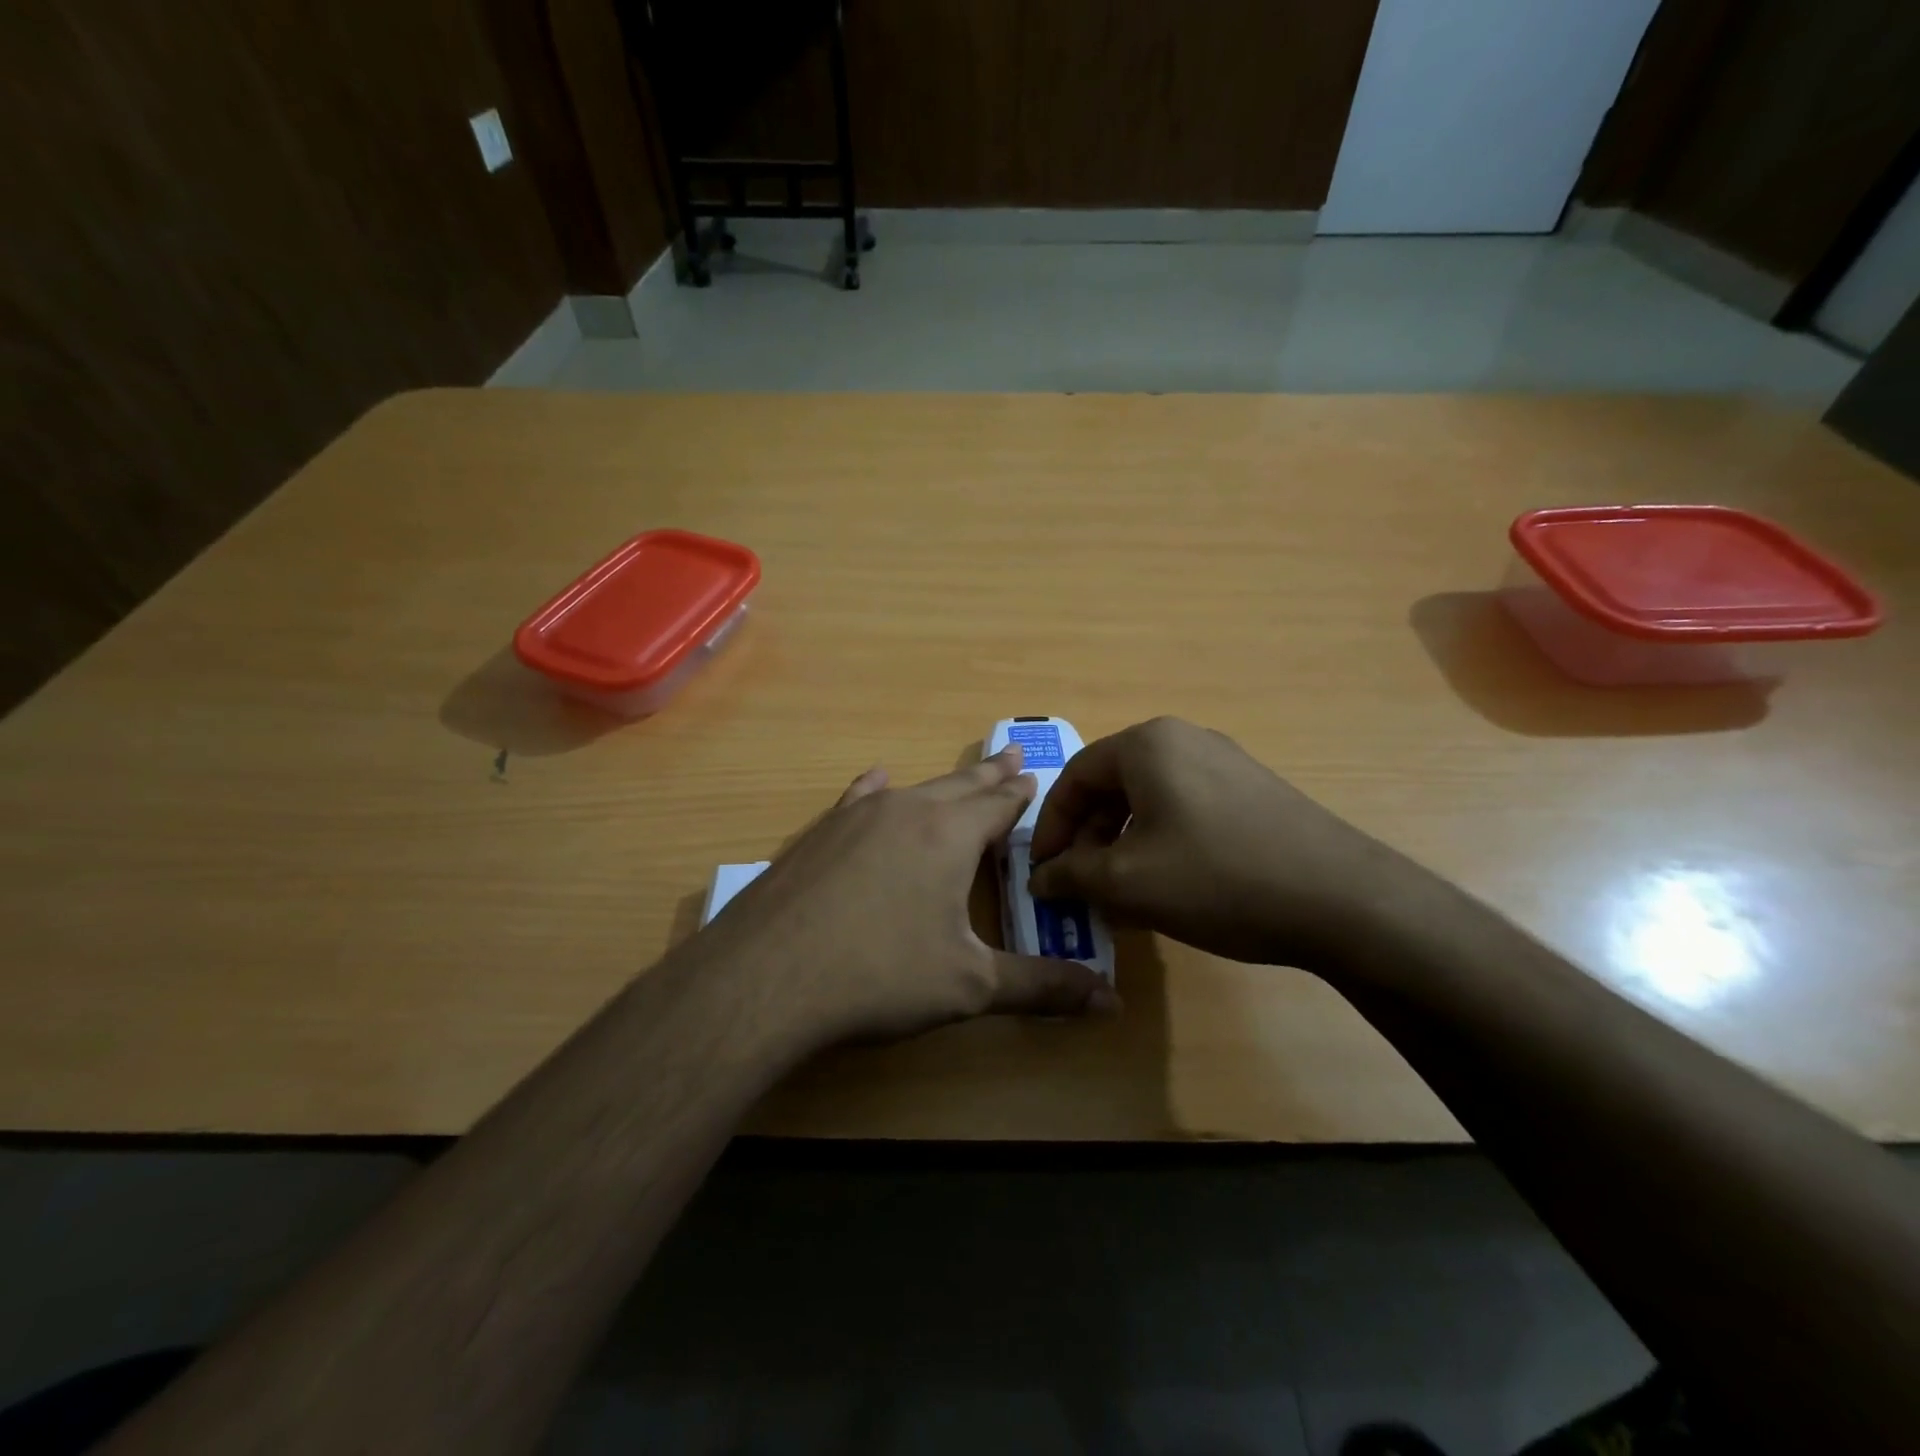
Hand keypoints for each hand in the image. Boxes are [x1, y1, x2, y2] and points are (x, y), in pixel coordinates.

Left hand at [701, 746, 1115, 1046]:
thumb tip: (1111, 1002)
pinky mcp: (818, 835)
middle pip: (959, 785)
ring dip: (942, 783)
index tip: (1035, 776)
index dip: (1021, 794)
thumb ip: (1041, 988)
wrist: (766, 978)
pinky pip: (858, 800)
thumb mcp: (969, 986)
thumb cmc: (879, 977)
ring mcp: (855, 818)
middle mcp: (906, 811)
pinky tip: (875, 779)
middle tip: (1012, 755)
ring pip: (913, 789)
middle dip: (990, 775)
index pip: (998, 805)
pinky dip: (876, 789)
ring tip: (962, 773)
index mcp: (949, 836)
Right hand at [1028, 717, 1409, 970]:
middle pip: (1112, 785)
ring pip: (1150, 800)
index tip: (1043, 871)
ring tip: (1121, 891)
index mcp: (1147, 744)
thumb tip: (1040, 878)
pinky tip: (1169, 885)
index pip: (1075, 777)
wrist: (1341, 900)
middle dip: (1088, 837)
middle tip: (1081, 884)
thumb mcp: (1126, 881)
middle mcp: (1184, 739)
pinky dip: (1161, 842)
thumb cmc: (1217, 878)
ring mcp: (1225, 763)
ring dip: (1122, 843)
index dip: (1051, 827)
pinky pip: (1186, 809)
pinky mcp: (1253, 791)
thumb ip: (1071, 874)